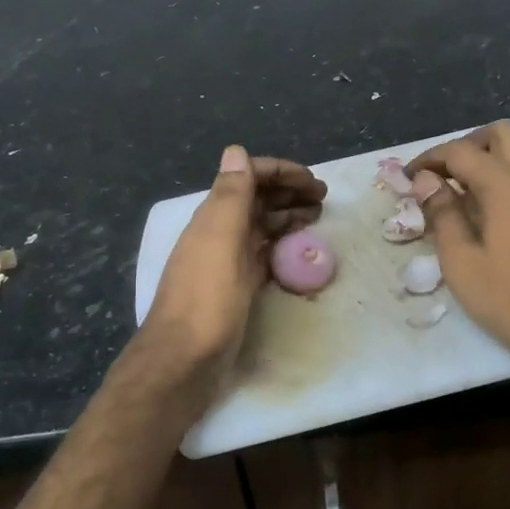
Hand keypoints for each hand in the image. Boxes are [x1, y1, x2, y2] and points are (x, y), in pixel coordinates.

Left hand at [143, 145, 325, 375]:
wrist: (184, 359)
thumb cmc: (206, 297)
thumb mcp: (220, 238)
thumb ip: (230, 194)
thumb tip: (236, 149)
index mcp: (214, 215)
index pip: (248, 177)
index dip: (280, 172)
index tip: (313, 179)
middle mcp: (219, 231)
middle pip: (257, 200)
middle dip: (288, 191)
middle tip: (324, 197)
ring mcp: (228, 260)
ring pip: (261, 226)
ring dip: (288, 214)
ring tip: (318, 215)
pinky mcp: (237, 286)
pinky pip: (263, 254)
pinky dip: (281, 244)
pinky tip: (298, 246)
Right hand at [407, 122, 509, 372]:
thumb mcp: (462, 263)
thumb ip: (443, 215)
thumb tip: (427, 181)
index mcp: (506, 184)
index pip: (460, 151)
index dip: (430, 158)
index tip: (410, 176)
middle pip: (502, 133)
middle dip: (468, 144)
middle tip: (446, 174)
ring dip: (498, 153)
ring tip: (474, 185)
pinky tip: (504, 207)